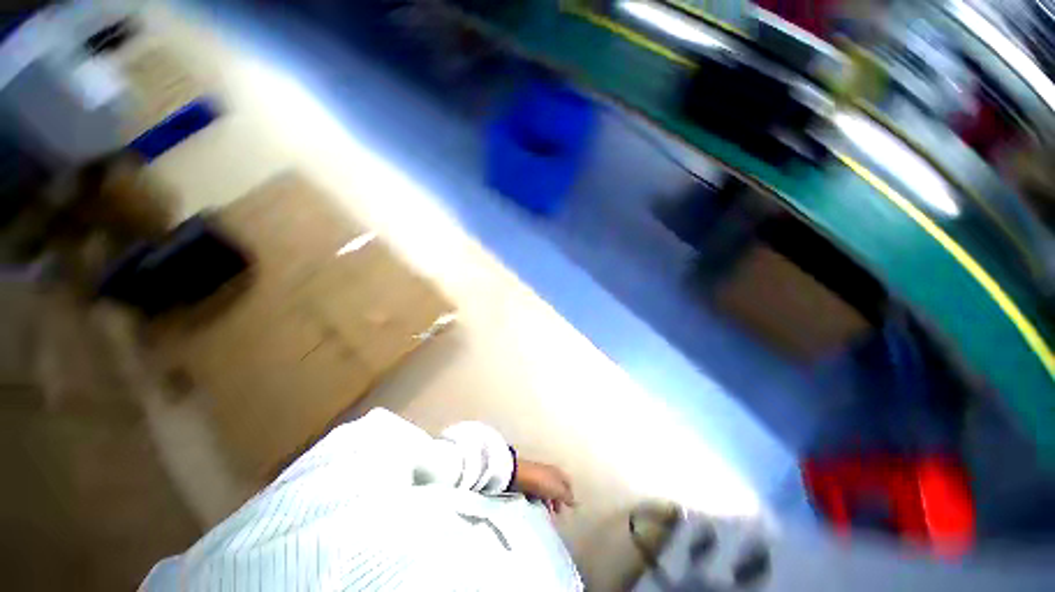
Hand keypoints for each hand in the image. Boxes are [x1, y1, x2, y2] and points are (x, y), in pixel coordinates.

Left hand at [514, 460, 574, 515]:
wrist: (518, 475)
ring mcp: (538, 476)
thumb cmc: (540, 481)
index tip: (570, 508)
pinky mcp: (528, 481)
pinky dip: (537, 500)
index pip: (568, 483)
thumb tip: (576, 502)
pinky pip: (536, 493)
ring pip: (546, 491)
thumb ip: (567, 496)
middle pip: (557, 487)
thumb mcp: (557, 490)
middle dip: (558, 500)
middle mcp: (549, 472)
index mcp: (558, 472)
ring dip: (547, 502)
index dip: (570, 495)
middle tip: (557, 513)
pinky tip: (535, 507)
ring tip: (546, 514)